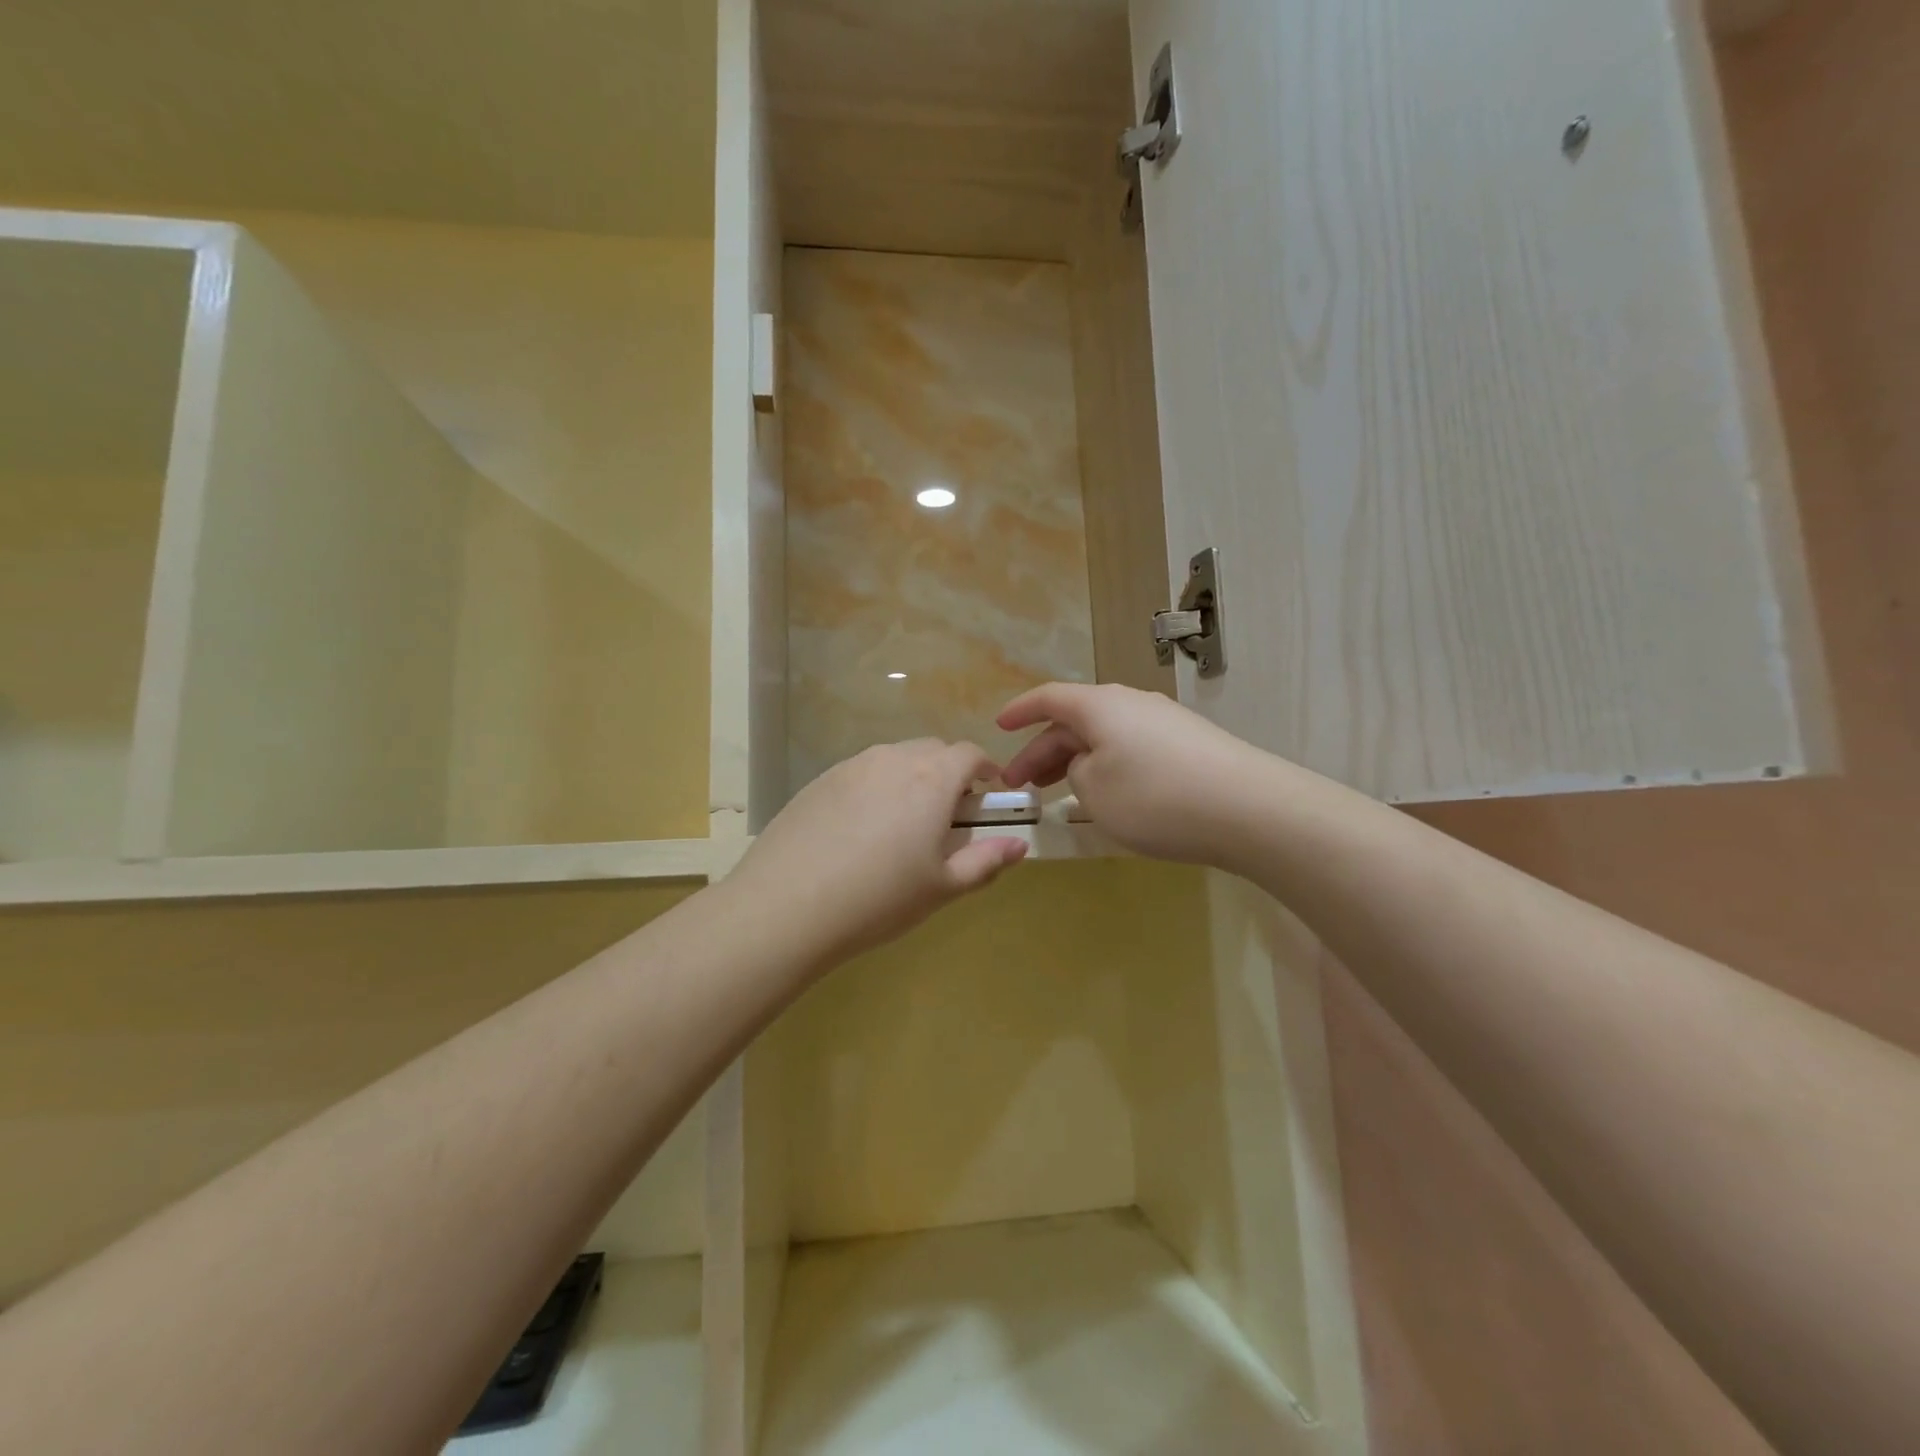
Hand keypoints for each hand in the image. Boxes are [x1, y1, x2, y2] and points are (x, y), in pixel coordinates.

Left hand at [727, 740, 1028, 973]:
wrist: (787, 905)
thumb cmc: (879, 898)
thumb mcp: (942, 887)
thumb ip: (986, 861)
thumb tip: (1019, 846)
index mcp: (932, 779)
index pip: (969, 754)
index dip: (985, 770)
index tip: (990, 794)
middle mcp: (893, 759)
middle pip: (932, 751)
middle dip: (949, 773)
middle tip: (948, 815)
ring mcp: (851, 766)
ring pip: (894, 759)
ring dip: (911, 778)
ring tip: (903, 824)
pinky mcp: (819, 781)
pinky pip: (861, 772)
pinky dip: (875, 788)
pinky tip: (861, 830)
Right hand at [999, 683, 1270, 866]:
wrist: (1249, 809)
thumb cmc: (1155, 797)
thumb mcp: (1093, 791)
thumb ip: (1075, 772)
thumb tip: (1087, 763)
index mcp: (1100, 705)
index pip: (1049, 698)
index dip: (1020, 712)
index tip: (999, 727)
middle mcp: (1131, 704)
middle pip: (1076, 721)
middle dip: (1042, 751)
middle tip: (1020, 786)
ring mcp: (1164, 723)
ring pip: (1104, 737)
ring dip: (1075, 762)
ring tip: (1057, 793)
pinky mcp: (1189, 746)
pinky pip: (1132, 750)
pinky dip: (1108, 769)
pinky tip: (1108, 797)